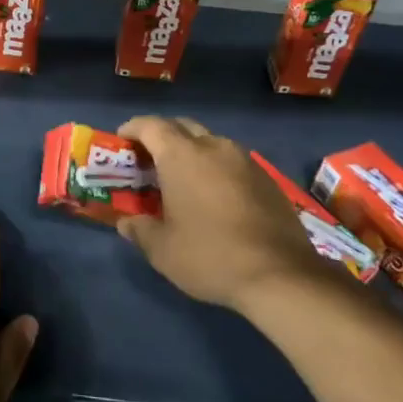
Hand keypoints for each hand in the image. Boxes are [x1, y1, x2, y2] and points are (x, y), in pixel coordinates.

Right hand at [115, 116, 325, 311]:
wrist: (281, 275)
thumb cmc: (210, 256)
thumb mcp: (162, 250)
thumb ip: (139, 230)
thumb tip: (126, 222)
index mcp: (181, 156)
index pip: (150, 126)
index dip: (133, 128)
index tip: (122, 139)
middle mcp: (213, 147)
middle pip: (181, 126)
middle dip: (161, 135)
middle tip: (148, 158)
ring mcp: (244, 160)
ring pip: (210, 141)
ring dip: (191, 150)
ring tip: (181, 176)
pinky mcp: (266, 178)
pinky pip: (232, 160)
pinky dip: (215, 167)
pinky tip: (214, 195)